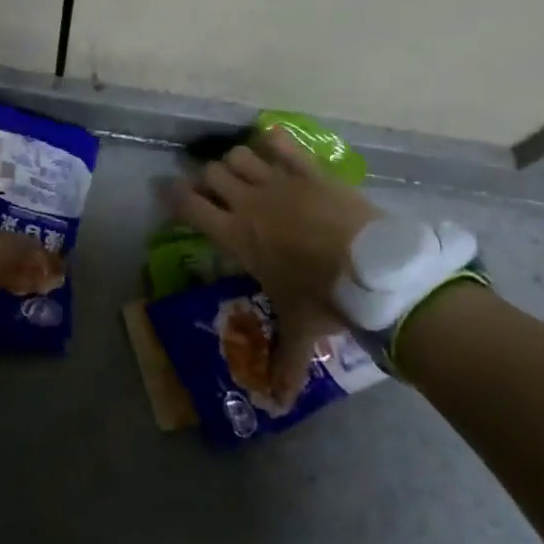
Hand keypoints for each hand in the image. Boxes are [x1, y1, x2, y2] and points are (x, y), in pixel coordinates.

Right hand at [167, 128, 382, 400]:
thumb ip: (284, 361)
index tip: (171, 194)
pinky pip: (280, 142)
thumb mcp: (299, 329)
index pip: (189, 207)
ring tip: (246, 174)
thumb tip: (277, 402)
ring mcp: (278, 181)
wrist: (372, 268)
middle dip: (209, 180)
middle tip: (218, 193)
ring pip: (238, 155)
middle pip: (211, 173)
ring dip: (236, 162)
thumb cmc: (323, 296)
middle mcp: (248, 202)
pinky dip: (272, 141)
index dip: (174, 197)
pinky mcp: (308, 170)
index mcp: (236, 236)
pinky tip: (273, 145)